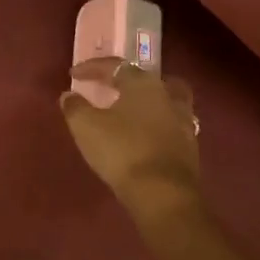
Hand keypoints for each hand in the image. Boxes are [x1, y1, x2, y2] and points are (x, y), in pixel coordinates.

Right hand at [60, 59, 203, 237]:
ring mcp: (184, 121)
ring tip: (130, 113)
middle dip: (130, 81)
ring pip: (166, 101)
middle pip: (149, 79)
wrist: (163, 194)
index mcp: (143, 83)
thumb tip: (69, 95)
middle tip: (112, 88)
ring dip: (148, 103)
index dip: (92, 68)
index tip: (73, 75)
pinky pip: (170, 126)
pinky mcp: (190, 147)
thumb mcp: (86, 126)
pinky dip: (156, 125)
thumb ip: (75, 107)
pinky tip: (143, 136)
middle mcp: (167, 96)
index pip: (116, 66)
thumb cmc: (122, 150)